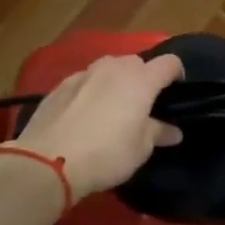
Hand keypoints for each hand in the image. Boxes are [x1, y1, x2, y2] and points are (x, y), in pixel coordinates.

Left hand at [13, 53, 184, 198]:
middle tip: (142, 105)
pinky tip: (84, 113)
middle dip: (143, 78)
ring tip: (112, 107)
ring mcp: (84, 73)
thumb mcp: (140, 149)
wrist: (48, 161)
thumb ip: (158, 133)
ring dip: (116, 81)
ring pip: (109, 68)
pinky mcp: (60, 85)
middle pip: (137, 62)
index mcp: (141, 80)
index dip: (177, 74)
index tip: (176, 92)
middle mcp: (114, 67)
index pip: (169, 63)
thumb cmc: (106, 154)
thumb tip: (173, 131)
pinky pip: (85, 80)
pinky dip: (91, 90)